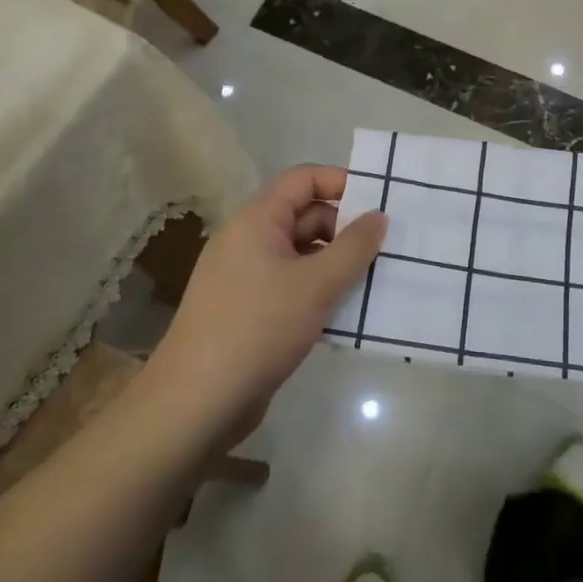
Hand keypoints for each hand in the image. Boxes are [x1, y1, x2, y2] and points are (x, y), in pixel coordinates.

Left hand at [149, 165, 386, 444]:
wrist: (196, 402)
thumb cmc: (258, 328)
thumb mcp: (316, 285)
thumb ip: (354, 247)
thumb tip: (379, 216)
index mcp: (257, 220)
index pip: (303, 179)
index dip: (342, 182)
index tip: (380, 203)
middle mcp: (248, 239)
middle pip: (304, 215)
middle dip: (345, 229)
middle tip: (386, 250)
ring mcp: (245, 276)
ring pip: (300, 254)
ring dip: (335, 264)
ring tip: (375, 281)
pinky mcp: (248, 309)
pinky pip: (291, 284)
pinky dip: (318, 290)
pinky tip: (345, 312)